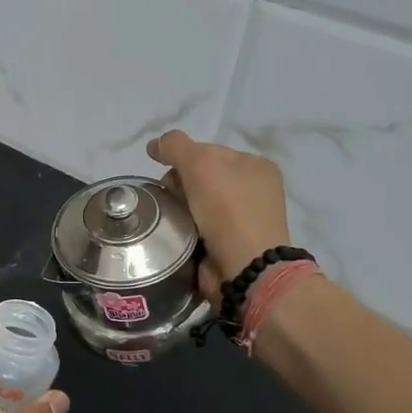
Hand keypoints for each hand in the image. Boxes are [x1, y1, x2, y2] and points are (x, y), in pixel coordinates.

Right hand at [146, 130, 291, 297]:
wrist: (245, 267)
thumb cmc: (227, 208)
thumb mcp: (199, 163)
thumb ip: (175, 146)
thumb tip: (155, 145)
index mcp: (256, 165)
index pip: (208, 151)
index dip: (183, 158)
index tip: (166, 173)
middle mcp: (254, 190)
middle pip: (201, 177)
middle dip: (179, 184)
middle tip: (168, 197)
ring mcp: (244, 219)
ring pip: (197, 203)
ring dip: (179, 208)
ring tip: (167, 219)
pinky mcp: (231, 245)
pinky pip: (198, 228)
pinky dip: (184, 229)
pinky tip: (175, 234)